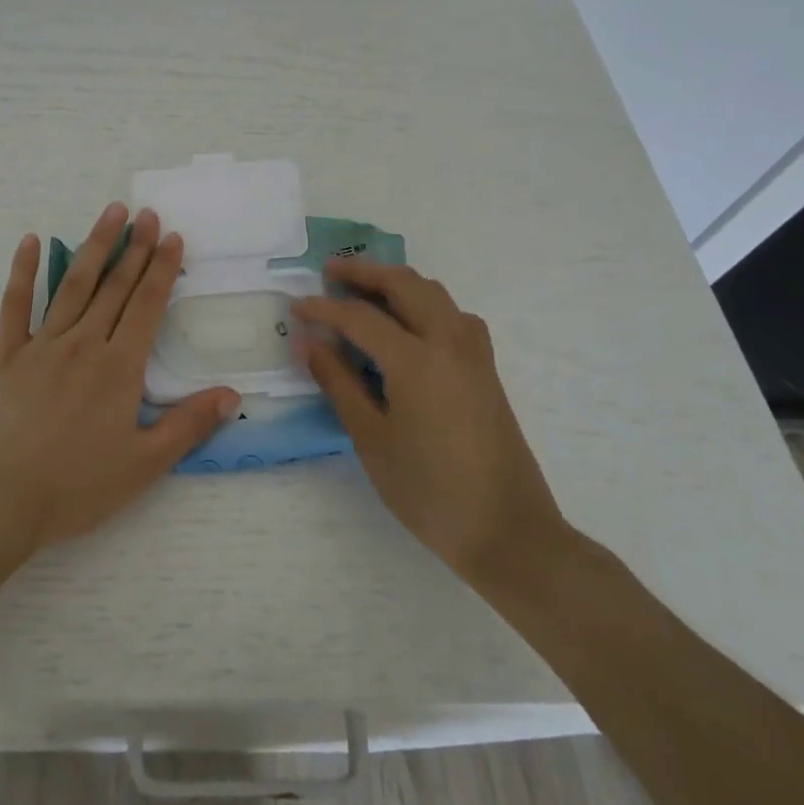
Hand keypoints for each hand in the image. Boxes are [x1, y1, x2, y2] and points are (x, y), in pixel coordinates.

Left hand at [0, 203, 239, 557]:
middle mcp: (83, 344)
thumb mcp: (144, 465)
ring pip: (73, 285)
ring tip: (110, 212)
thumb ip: (189, 425)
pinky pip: (15, 304)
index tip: (172, 236)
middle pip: (114, 286)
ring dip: (94, 246)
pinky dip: (23, 270)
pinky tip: (30, 241)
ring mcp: (41, 345)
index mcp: (119, 367)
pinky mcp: (5, 354)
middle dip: (134, 246)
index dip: (162, 268)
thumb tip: (232, 393)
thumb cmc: (74, 487)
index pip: (147, 305)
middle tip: (146, 212)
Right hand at [292, 259, 567, 590]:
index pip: (359, 317)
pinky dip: (424, 302)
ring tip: (364, 291)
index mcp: (416, 360)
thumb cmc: (429, 490)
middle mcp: (449, 342)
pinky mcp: (486, 369)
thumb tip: (310, 343)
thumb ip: (339, 383)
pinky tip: (409, 325)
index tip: (295, 307)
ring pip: (434, 293)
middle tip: (329, 273)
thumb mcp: (371, 439)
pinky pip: (452, 314)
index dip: (323, 309)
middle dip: (364, 272)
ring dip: (396, 282)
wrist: (508, 532)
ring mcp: (474, 354)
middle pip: (404, 284)